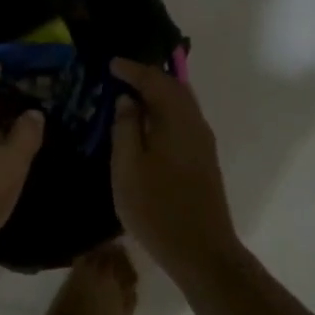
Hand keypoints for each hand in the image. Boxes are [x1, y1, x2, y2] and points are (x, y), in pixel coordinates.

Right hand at [109, 58, 240, 280]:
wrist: (201, 251)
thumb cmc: (157, 209)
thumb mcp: (128, 168)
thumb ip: (126, 129)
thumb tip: (127, 100)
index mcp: (177, 120)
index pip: (156, 81)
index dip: (132, 70)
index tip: (111, 64)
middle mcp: (195, 124)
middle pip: (174, 87)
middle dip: (148, 76)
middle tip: (121, 74)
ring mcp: (203, 142)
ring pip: (181, 104)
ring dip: (158, 93)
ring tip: (130, 93)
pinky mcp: (203, 159)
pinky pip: (183, 119)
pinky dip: (164, 111)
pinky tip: (147, 123)